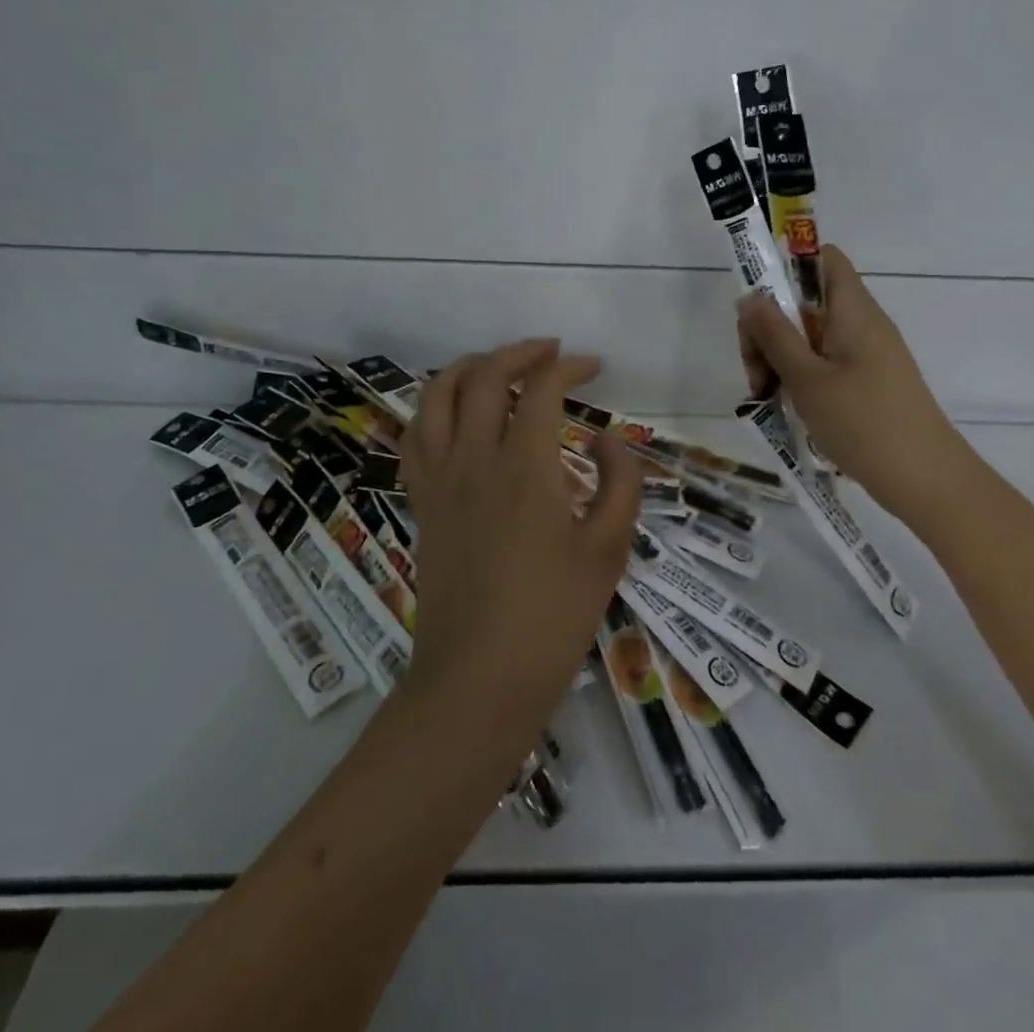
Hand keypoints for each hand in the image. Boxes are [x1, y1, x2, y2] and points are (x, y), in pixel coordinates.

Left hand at [400, 339, 642, 742]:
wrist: (478, 679)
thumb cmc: (553, 617)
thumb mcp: (609, 550)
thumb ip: (619, 483)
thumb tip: (605, 440)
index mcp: (525, 465)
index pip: (541, 387)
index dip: (568, 366)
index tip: (592, 367)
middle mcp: (474, 458)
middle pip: (484, 376)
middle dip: (519, 352)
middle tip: (550, 354)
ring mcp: (439, 479)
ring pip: (436, 395)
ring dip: (467, 368)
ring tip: (496, 368)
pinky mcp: (421, 502)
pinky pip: (414, 436)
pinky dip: (432, 408)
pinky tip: (452, 416)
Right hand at [737, 246, 977, 521]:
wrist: (927, 480)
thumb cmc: (864, 422)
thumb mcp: (806, 377)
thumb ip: (774, 334)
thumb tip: (750, 296)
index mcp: (853, 309)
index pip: (822, 258)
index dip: (786, 266)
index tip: (756, 303)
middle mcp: (861, 323)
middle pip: (805, 302)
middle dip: (770, 328)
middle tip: (754, 371)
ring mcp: (866, 355)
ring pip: (810, 338)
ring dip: (780, 359)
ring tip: (765, 397)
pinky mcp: (867, 383)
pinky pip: (824, 364)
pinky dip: (800, 378)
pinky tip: (786, 408)